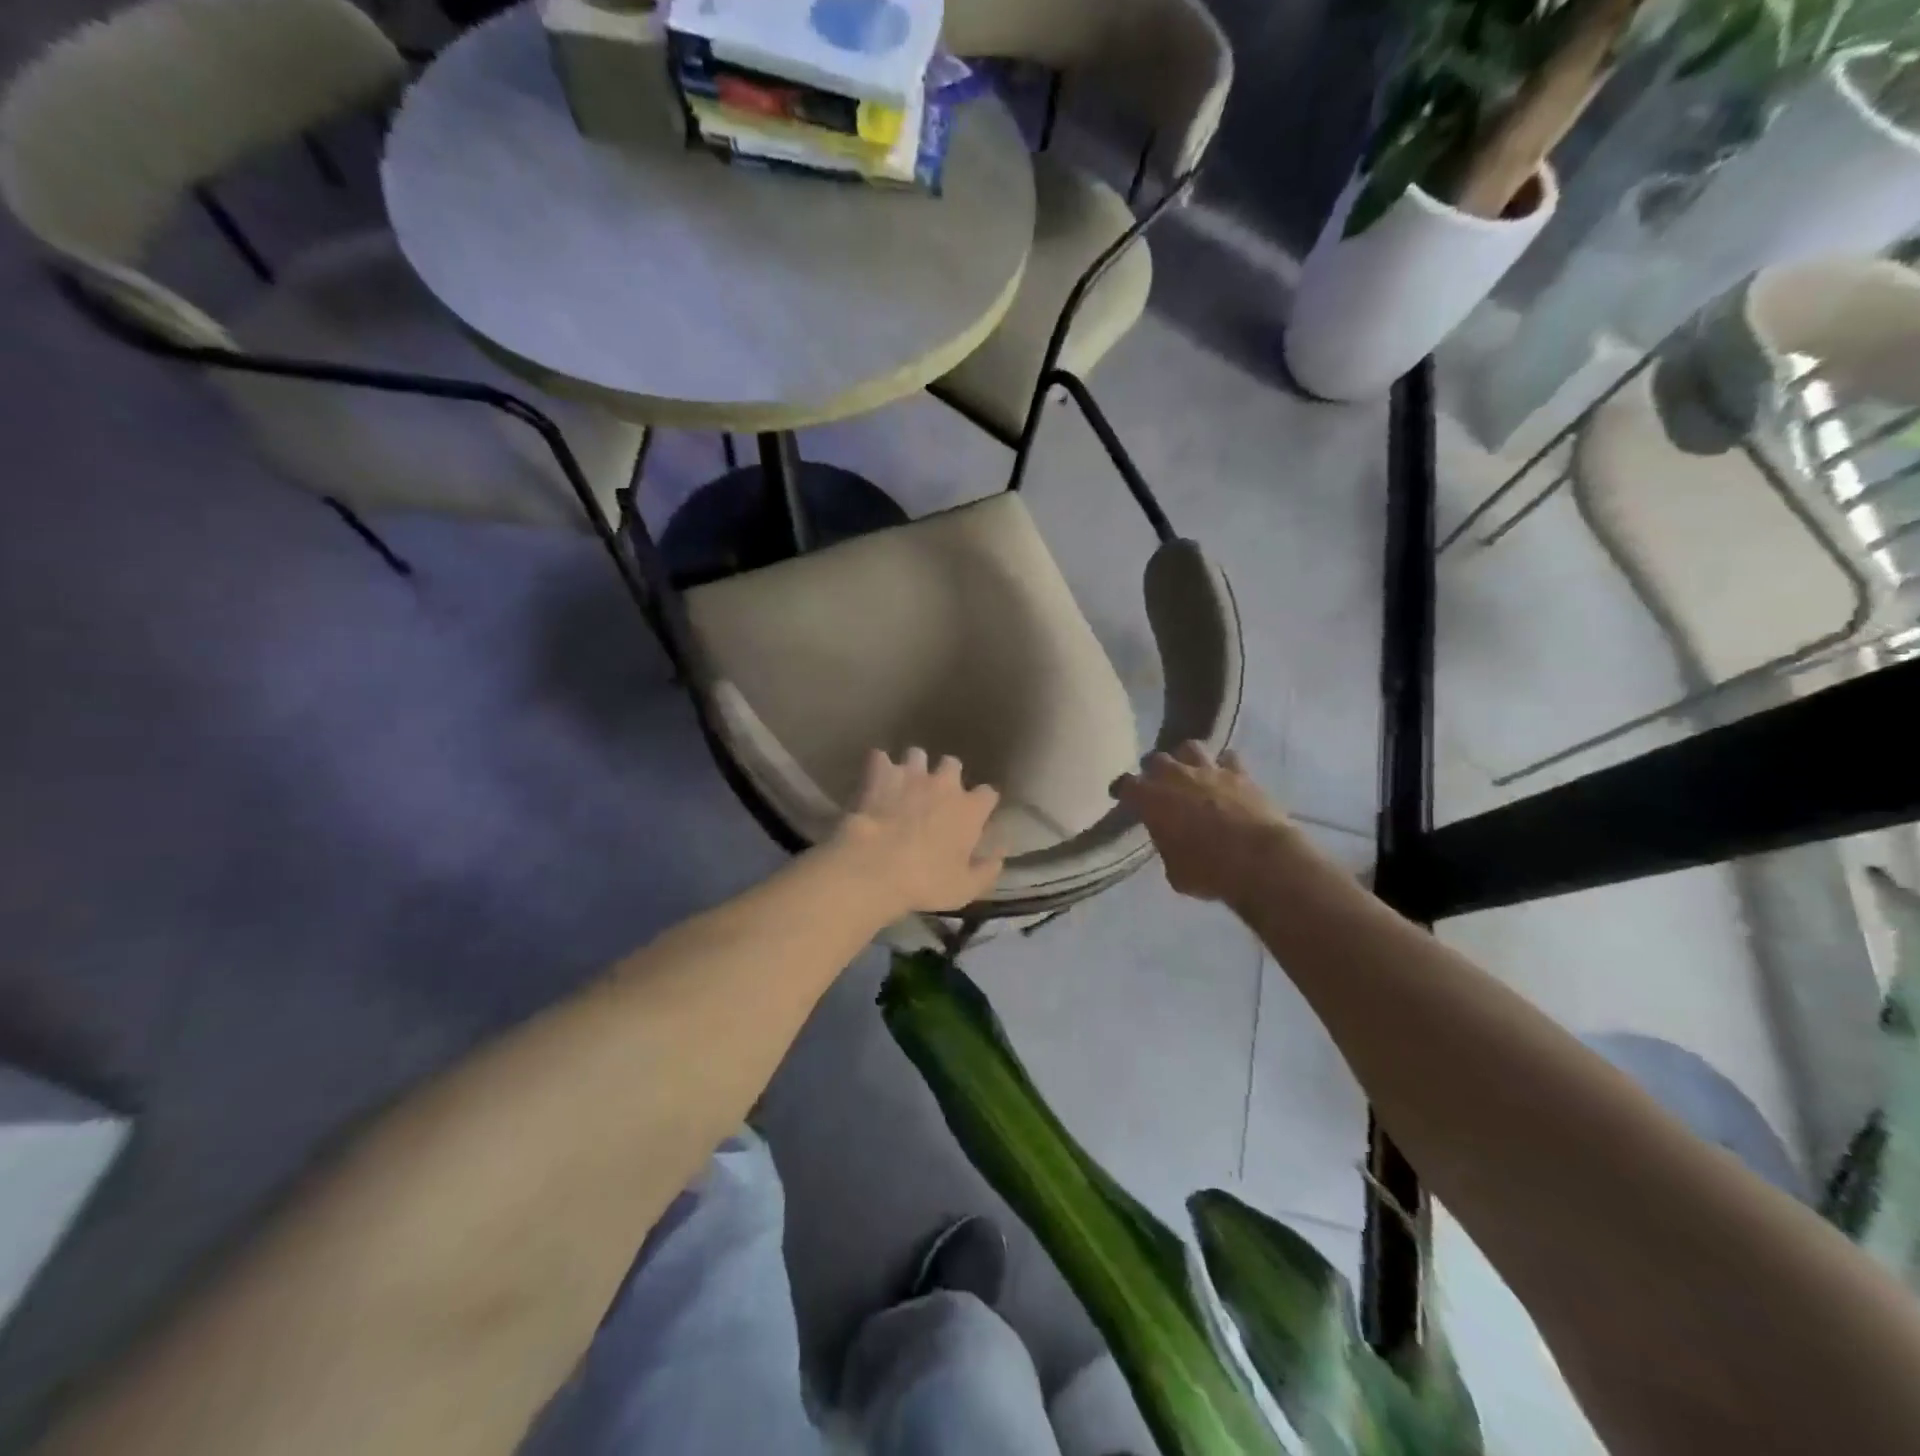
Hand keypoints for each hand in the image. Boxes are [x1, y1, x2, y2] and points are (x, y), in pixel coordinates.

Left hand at [830, 749, 1003, 915]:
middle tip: (936, 796)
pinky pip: (879, 758)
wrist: (877, 866)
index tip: (975, 814)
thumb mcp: (965, 888)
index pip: (988, 793)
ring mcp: (912, 774)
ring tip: (904, 783)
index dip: (982, 803)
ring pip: (917, 755)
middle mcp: (945, 784)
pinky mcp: (881, 774)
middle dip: (947, 775)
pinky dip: (878, 767)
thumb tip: (999, 857)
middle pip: (953, 764)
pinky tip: (874, 780)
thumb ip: (987, 871)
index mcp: (970, 809)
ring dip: (913, 767)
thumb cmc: (926, 882)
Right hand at [1113, 743, 1290, 904]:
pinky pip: (1228, 758)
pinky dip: (1224, 766)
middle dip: (1154, 770)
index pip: (1126, 784)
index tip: (1122, 796)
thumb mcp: (1175, 870)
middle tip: (1158, 784)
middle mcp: (1175, 776)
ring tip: (1190, 772)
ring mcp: (1209, 770)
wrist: (1260, 860)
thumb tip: (1171, 841)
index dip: (1123, 790)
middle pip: (1156, 759)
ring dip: (1186, 759)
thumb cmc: (1209, 871)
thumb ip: (1167, 847)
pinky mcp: (1241, 773)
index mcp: (1151, 799)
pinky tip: (1225, 777)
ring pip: (1190, 748)